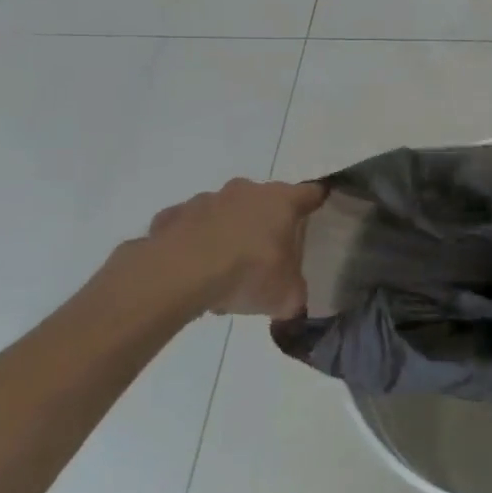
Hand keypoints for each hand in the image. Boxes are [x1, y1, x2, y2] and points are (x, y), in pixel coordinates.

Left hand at [101, 179, 324, 322]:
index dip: (317, 202)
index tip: (318, 213)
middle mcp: (246, 191)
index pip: (310, 193)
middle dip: (266, 223)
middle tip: (266, 256)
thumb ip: (295, 294)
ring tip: (224, 271)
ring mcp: (206, 199)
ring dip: (228, 232)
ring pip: (225, 213)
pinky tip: (191, 271)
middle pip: (265, 201)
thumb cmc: (247, 273)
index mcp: (281, 201)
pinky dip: (193, 242)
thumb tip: (294, 301)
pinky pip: (189, 227)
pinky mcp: (172, 215)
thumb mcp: (286, 296)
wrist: (179, 274)